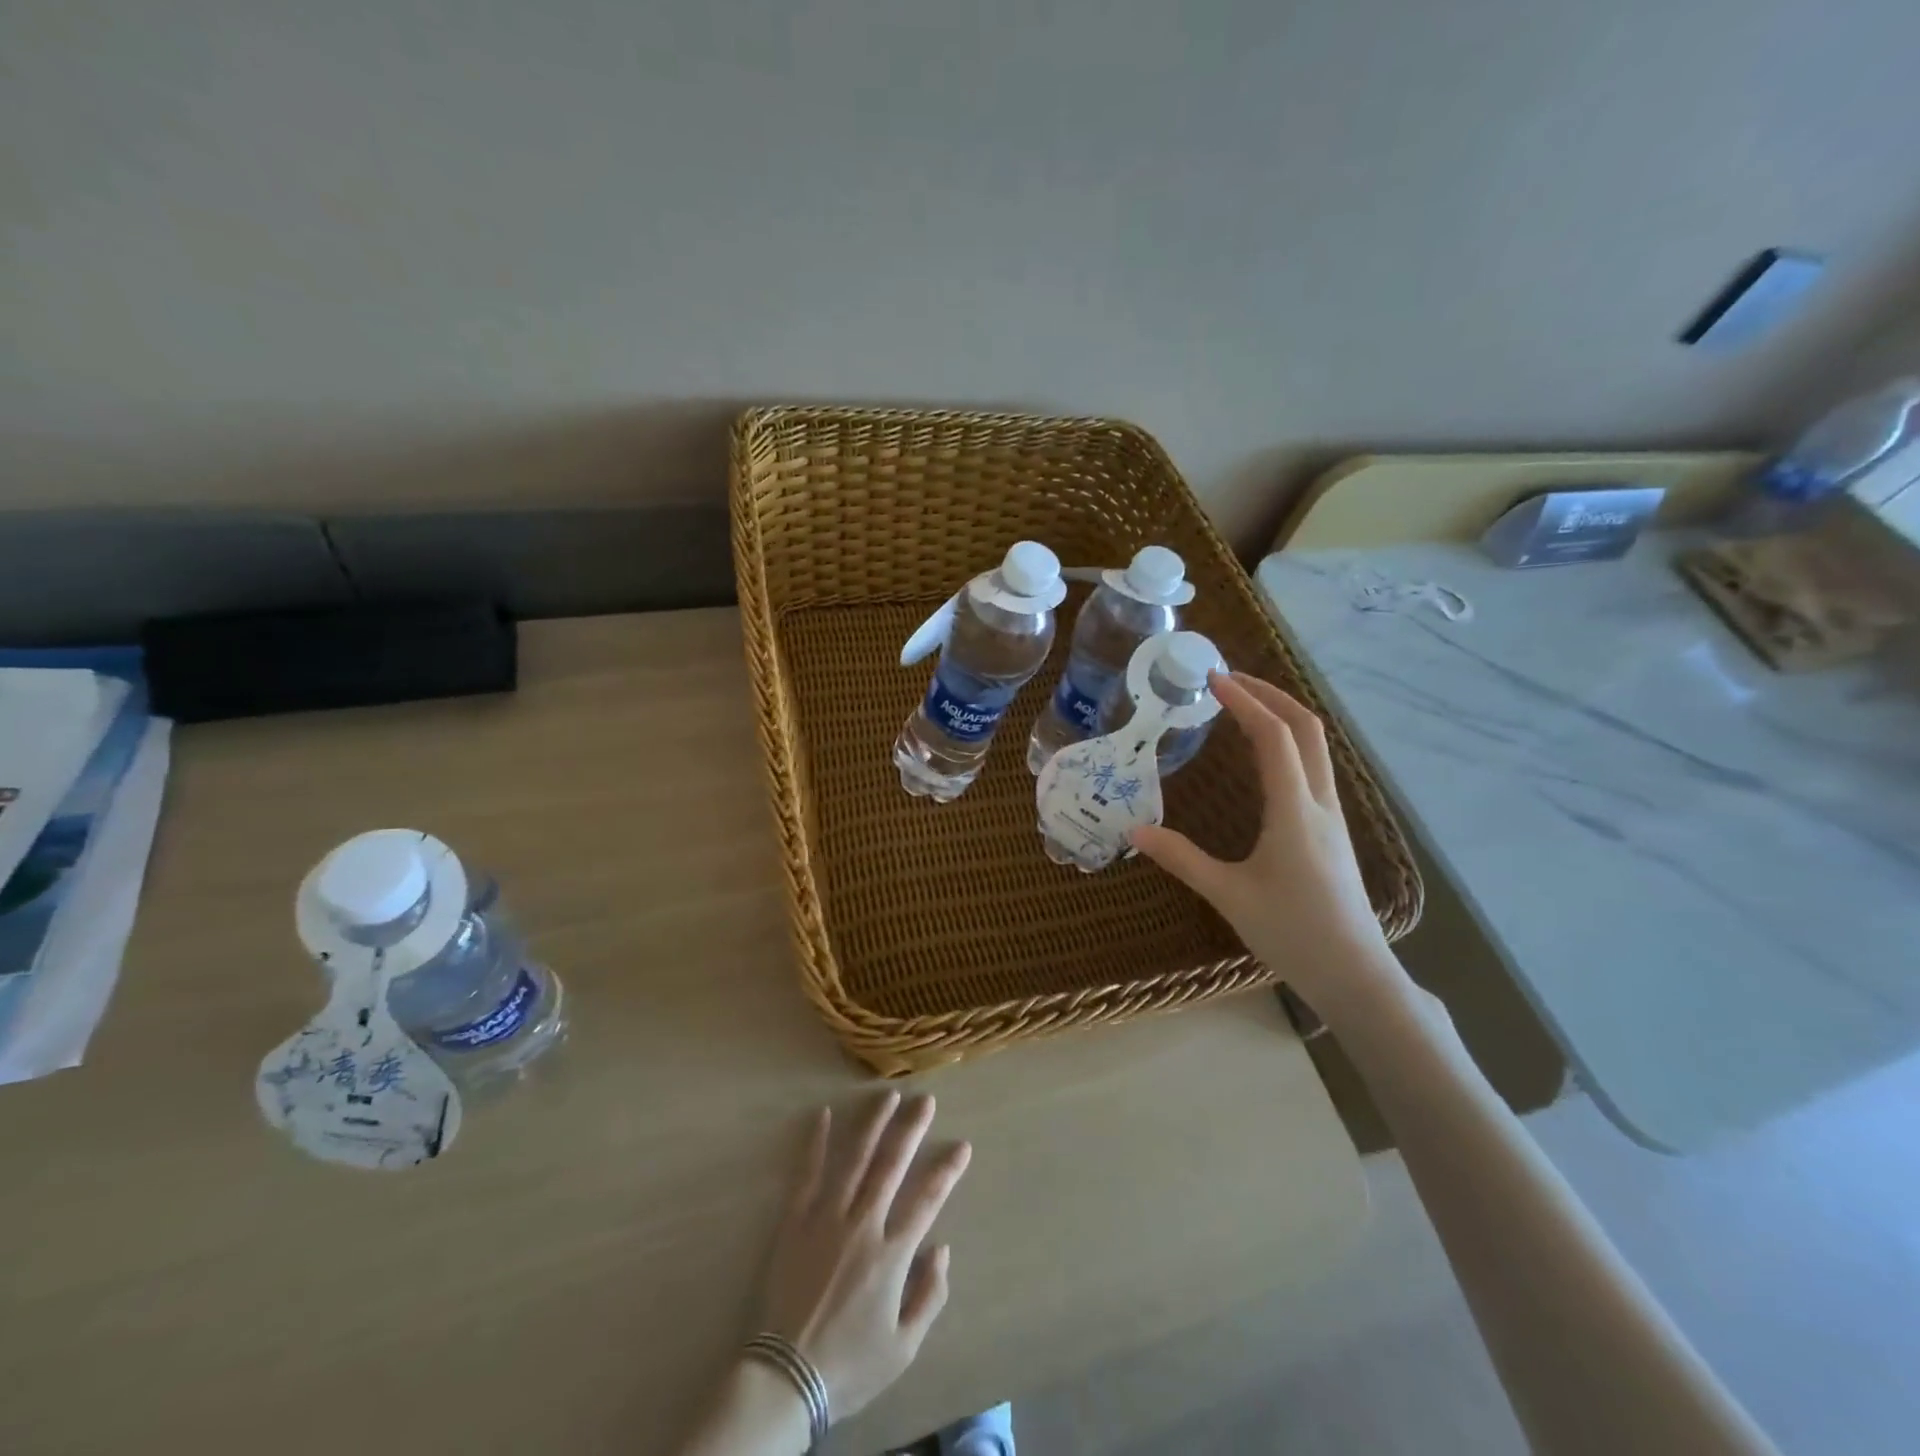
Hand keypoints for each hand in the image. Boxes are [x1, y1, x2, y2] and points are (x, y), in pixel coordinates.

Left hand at [760, 1093, 971, 1423]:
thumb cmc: (850, 1364)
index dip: (947, 1170)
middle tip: (925, 1099)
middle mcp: (863, 1224)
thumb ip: (930, 1296)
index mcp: (892, 1254)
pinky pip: (808, 1174)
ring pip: (855, 1159)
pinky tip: (825, 1115)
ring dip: (873, 1124)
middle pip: (892, 1165)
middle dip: (911, 1129)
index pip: (927, 1200)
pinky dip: (817, 1143)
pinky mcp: (796, 1220)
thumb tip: (942, 1248)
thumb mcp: (903, 1347)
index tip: (962, 1145)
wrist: (786, 1378)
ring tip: (888, 1096)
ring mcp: (827, 1217)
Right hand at [1132, 671, 1397, 1013]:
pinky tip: (1264, 756)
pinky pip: (1315, 767)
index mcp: (1295, 811)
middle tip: (1229, 680)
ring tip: (1243, 705)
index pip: (1274, 737)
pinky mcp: (1332, 830)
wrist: (1355, 975)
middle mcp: (1320, 803)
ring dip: (1284, 715)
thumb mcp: (1229, 896)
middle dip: (1271, 694)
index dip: (1245, 702)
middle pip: (1308, 728)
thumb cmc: (1292, 933)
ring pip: (1317, 746)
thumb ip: (1182, 859)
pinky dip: (1290, 742)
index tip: (1213, 680)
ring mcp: (1332, 816)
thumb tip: (1135, 831)